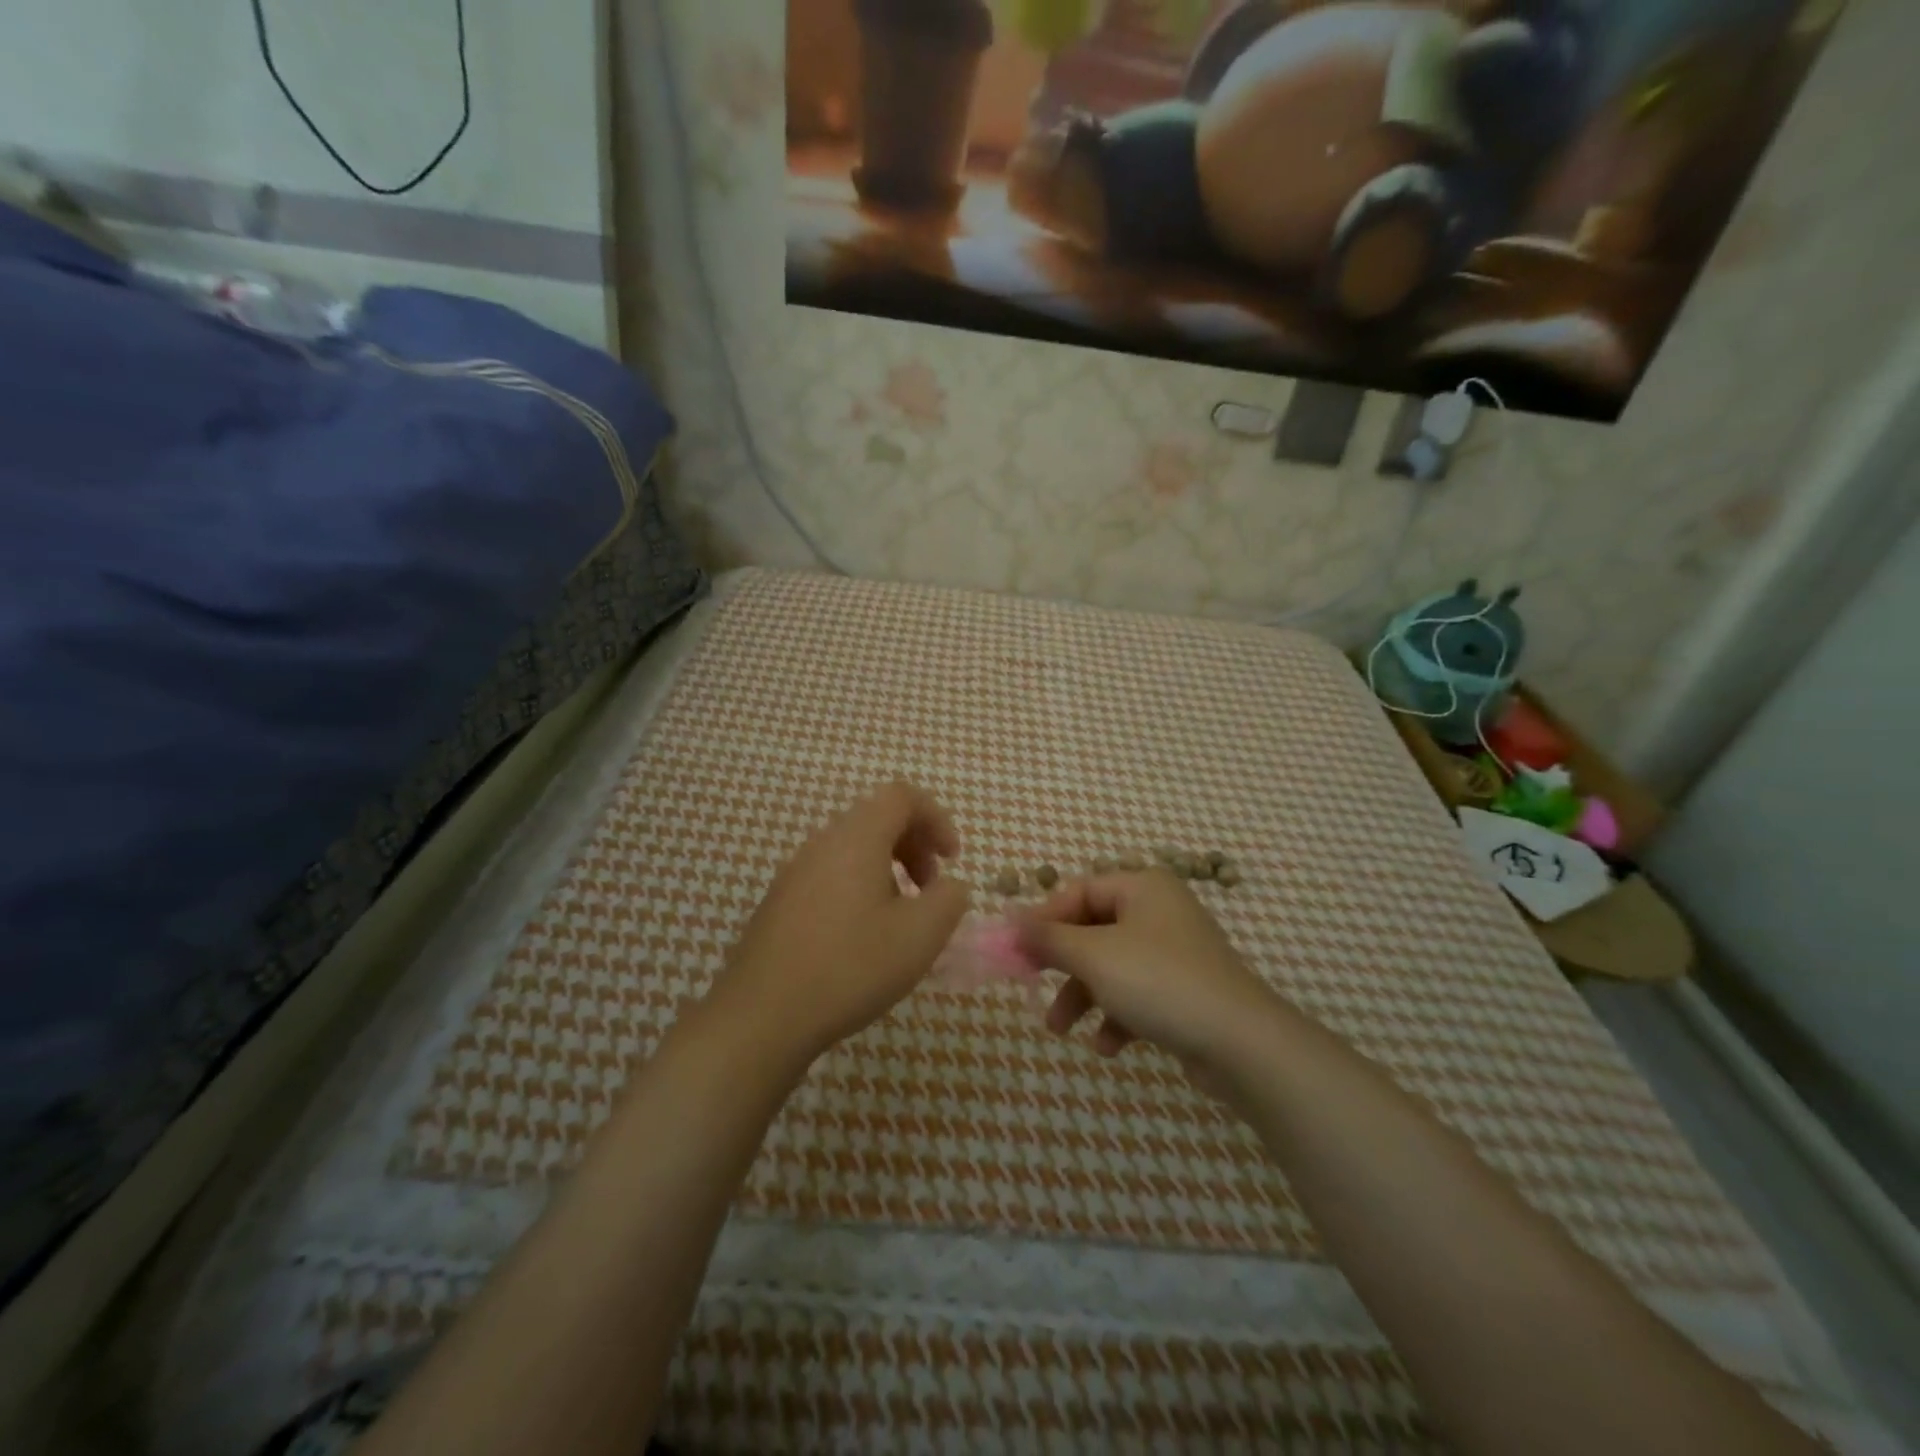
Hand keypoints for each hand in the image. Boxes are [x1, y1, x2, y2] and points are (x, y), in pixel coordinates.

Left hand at [709, 780, 970, 1065]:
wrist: (761, 1016)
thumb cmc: (850, 967)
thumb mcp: (920, 936)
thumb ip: (949, 900)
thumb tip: (949, 887)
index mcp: (856, 838)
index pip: (901, 796)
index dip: (936, 818)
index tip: (952, 860)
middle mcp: (822, 843)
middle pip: (877, 819)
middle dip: (915, 845)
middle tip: (931, 888)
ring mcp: (795, 872)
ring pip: (853, 849)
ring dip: (888, 869)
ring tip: (901, 917)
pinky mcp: (780, 902)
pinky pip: (831, 875)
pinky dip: (860, 888)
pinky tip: (863, 937)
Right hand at [1021, 870, 1276, 1071]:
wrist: (1242, 1043)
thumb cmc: (1159, 982)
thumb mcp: (1093, 956)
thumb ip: (1048, 938)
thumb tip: (1010, 921)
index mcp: (1142, 888)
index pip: (1079, 892)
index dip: (1044, 920)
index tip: (1015, 950)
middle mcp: (1159, 912)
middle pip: (1093, 931)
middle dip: (1062, 965)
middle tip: (1031, 984)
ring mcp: (1176, 953)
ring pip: (1112, 967)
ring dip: (1082, 996)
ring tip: (1061, 1029)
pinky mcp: (1186, 992)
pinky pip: (1138, 995)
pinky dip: (1117, 1016)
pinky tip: (1108, 1045)